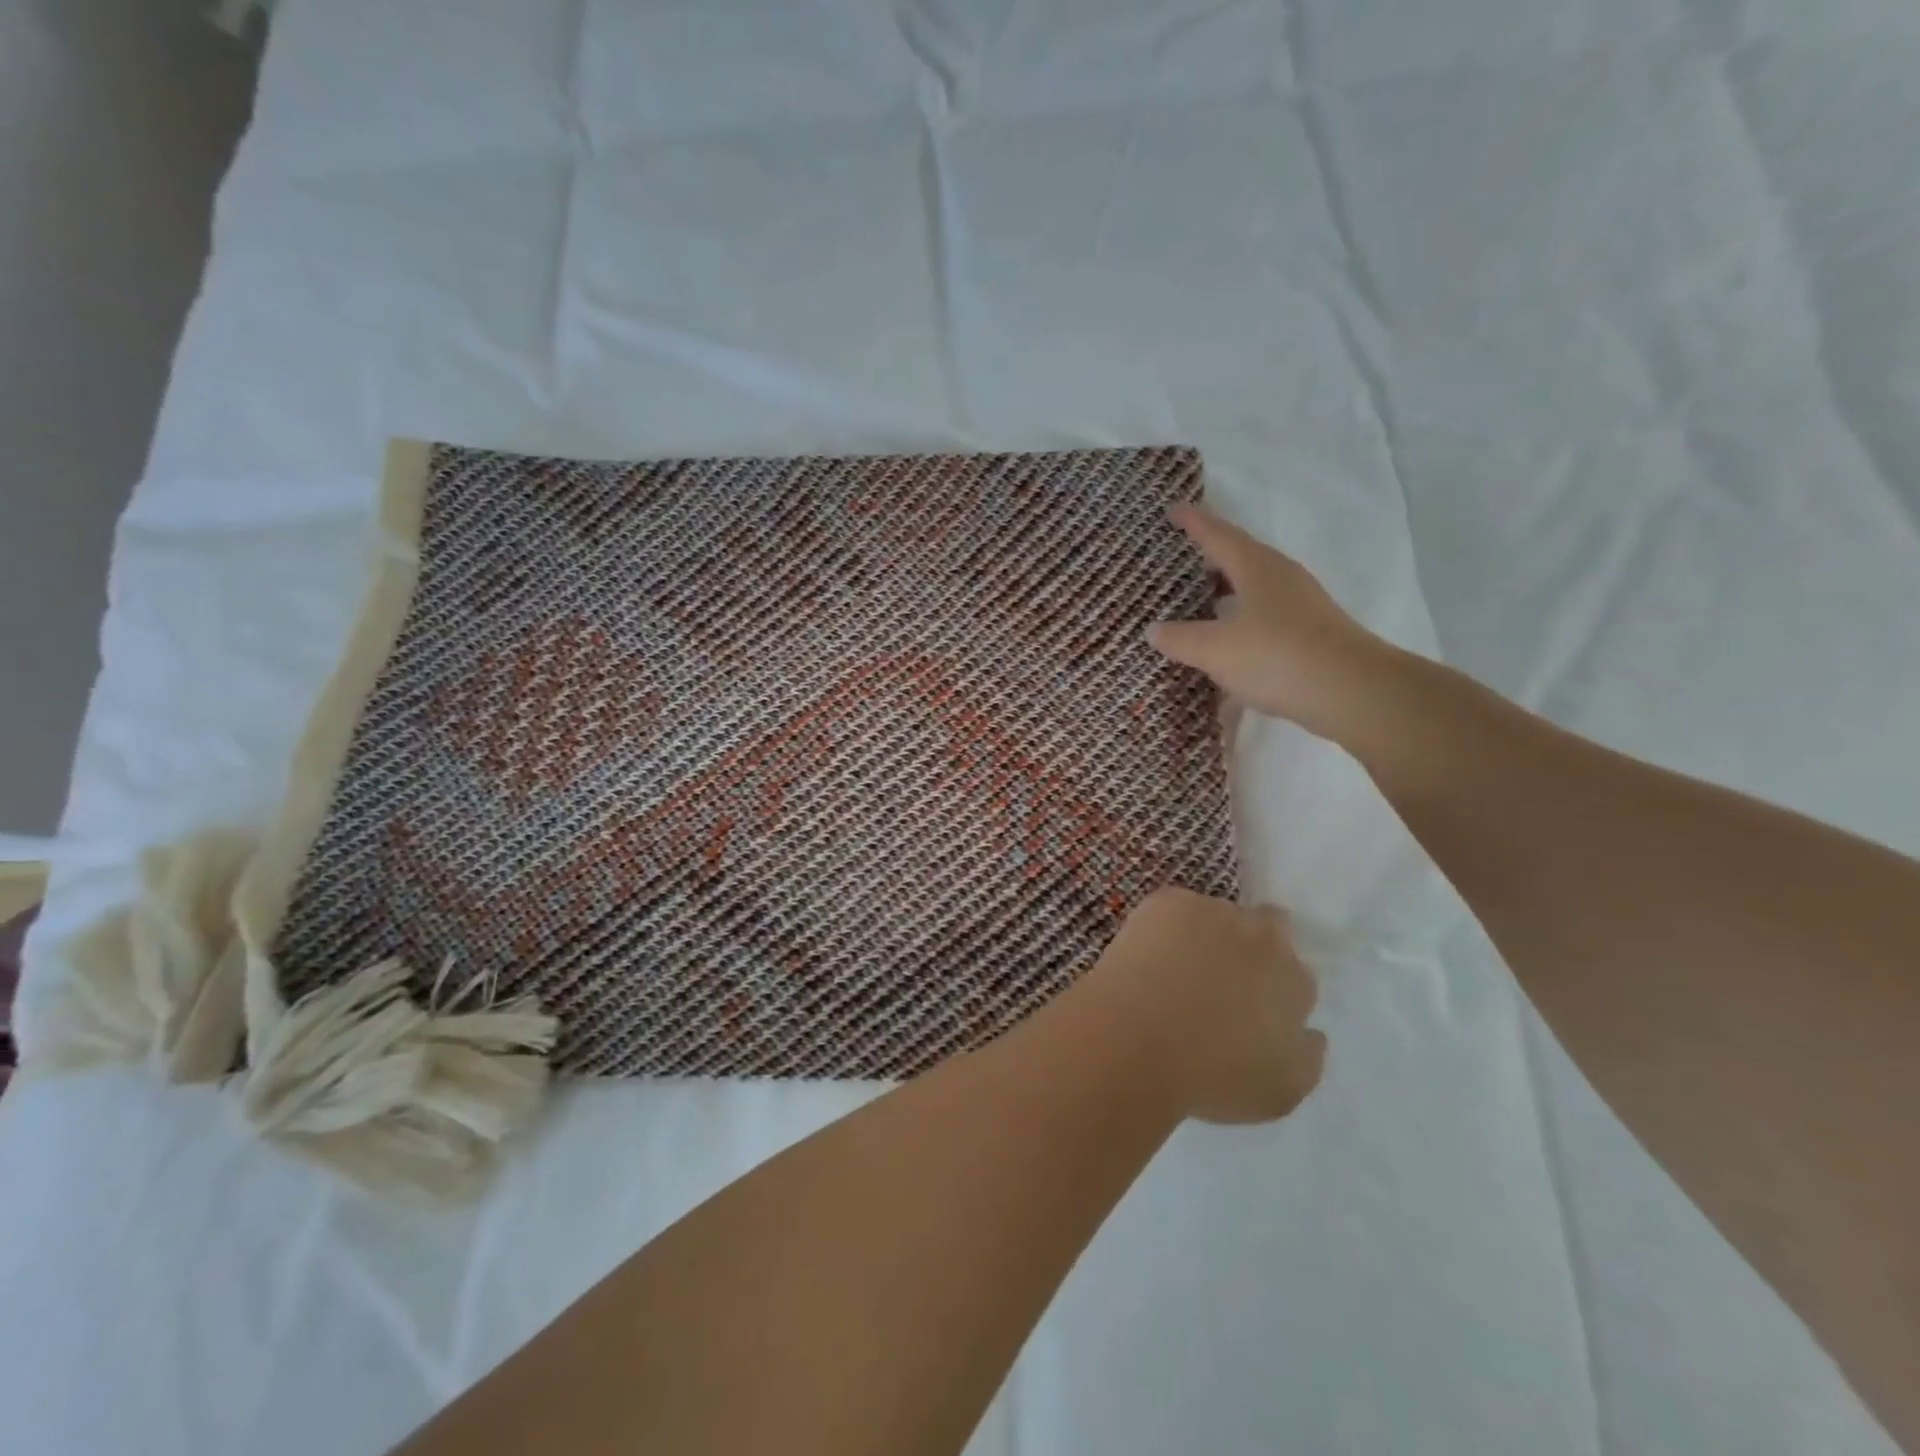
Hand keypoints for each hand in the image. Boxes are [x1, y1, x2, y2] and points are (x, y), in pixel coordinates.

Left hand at [1093, 887, 1324, 1124]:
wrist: (1139, 1039)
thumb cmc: (1211, 1076)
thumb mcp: (1279, 1090)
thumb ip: (1305, 1056)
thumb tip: (1311, 1032)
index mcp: (1294, 982)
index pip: (1296, 977)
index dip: (1274, 990)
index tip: (1250, 1008)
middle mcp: (1264, 937)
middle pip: (1268, 930)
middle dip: (1251, 948)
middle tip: (1217, 979)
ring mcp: (1215, 912)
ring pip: (1218, 916)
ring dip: (1206, 935)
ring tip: (1173, 970)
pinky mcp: (1170, 901)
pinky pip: (1175, 908)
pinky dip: (1165, 926)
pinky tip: (1146, 955)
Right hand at [1149, 502, 1399, 744]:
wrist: (1352, 692)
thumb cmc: (1277, 657)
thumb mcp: (1215, 650)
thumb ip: (1180, 638)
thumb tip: (1153, 630)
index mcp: (1257, 568)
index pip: (1219, 535)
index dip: (1194, 522)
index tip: (1173, 510)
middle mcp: (1281, 578)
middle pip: (1239, 558)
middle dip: (1209, 559)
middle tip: (1178, 561)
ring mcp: (1299, 606)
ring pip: (1252, 590)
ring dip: (1224, 594)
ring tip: (1196, 605)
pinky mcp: (1309, 634)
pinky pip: (1263, 618)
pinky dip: (1239, 624)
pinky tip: (1225, 648)